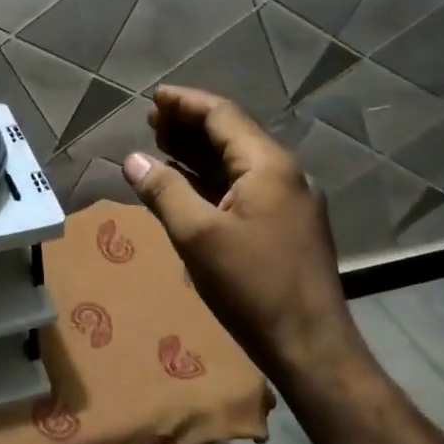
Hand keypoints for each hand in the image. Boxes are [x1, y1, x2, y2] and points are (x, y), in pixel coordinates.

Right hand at [122, 86, 358, 378]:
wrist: (310, 346)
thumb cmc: (252, 286)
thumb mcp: (197, 236)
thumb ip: (164, 191)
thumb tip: (133, 159)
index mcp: (268, 166)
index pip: (223, 115)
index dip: (185, 103)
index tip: (153, 98)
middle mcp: (284, 174)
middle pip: (232, 135)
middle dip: (190, 125)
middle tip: (150, 121)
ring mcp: (289, 201)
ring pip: (237, 163)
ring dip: (199, 152)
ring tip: (161, 144)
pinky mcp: (286, 226)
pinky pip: (244, 188)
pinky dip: (212, 180)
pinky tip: (187, 185)